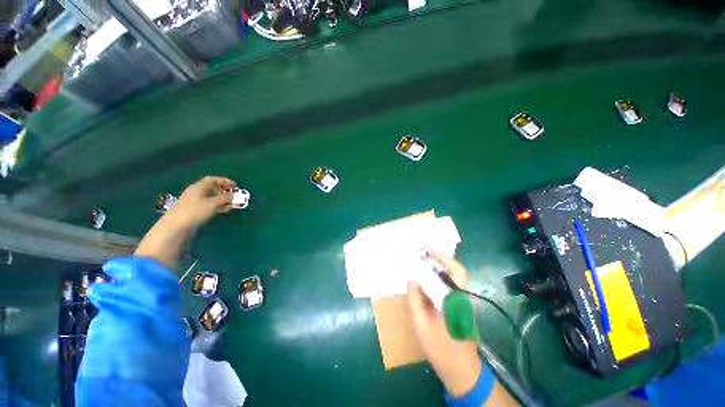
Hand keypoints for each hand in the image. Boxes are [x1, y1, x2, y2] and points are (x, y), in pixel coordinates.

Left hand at [165, 176, 235, 230]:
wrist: (176, 227)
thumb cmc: (195, 211)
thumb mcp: (213, 204)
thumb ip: (224, 198)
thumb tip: (233, 195)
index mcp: (198, 187)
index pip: (213, 179)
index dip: (225, 181)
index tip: (235, 186)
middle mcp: (196, 192)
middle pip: (212, 188)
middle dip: (224, 191)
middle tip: (234, 196)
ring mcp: (194, 202)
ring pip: (211, 197)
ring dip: (222, 200)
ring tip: (232, 204)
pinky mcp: (194, 211)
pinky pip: (208, 205)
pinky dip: (217, 206)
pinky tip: (223, 210)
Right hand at [407, 251, 481, 397]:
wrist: (461, 372)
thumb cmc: (441, 349)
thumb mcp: (421, 324)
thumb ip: (415, 300)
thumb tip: (411, 279)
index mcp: (455, 299)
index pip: (455, 270)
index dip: (442, 257)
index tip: (426, 250)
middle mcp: (462, 297)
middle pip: (455, 270)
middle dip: (439, 259)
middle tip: (422, 255)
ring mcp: (462, 302)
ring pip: (452, 278)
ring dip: (437, 268)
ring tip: (421, 264)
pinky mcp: (459, 307)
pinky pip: (448, 286)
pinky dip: (437, 279)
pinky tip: (425, 282)